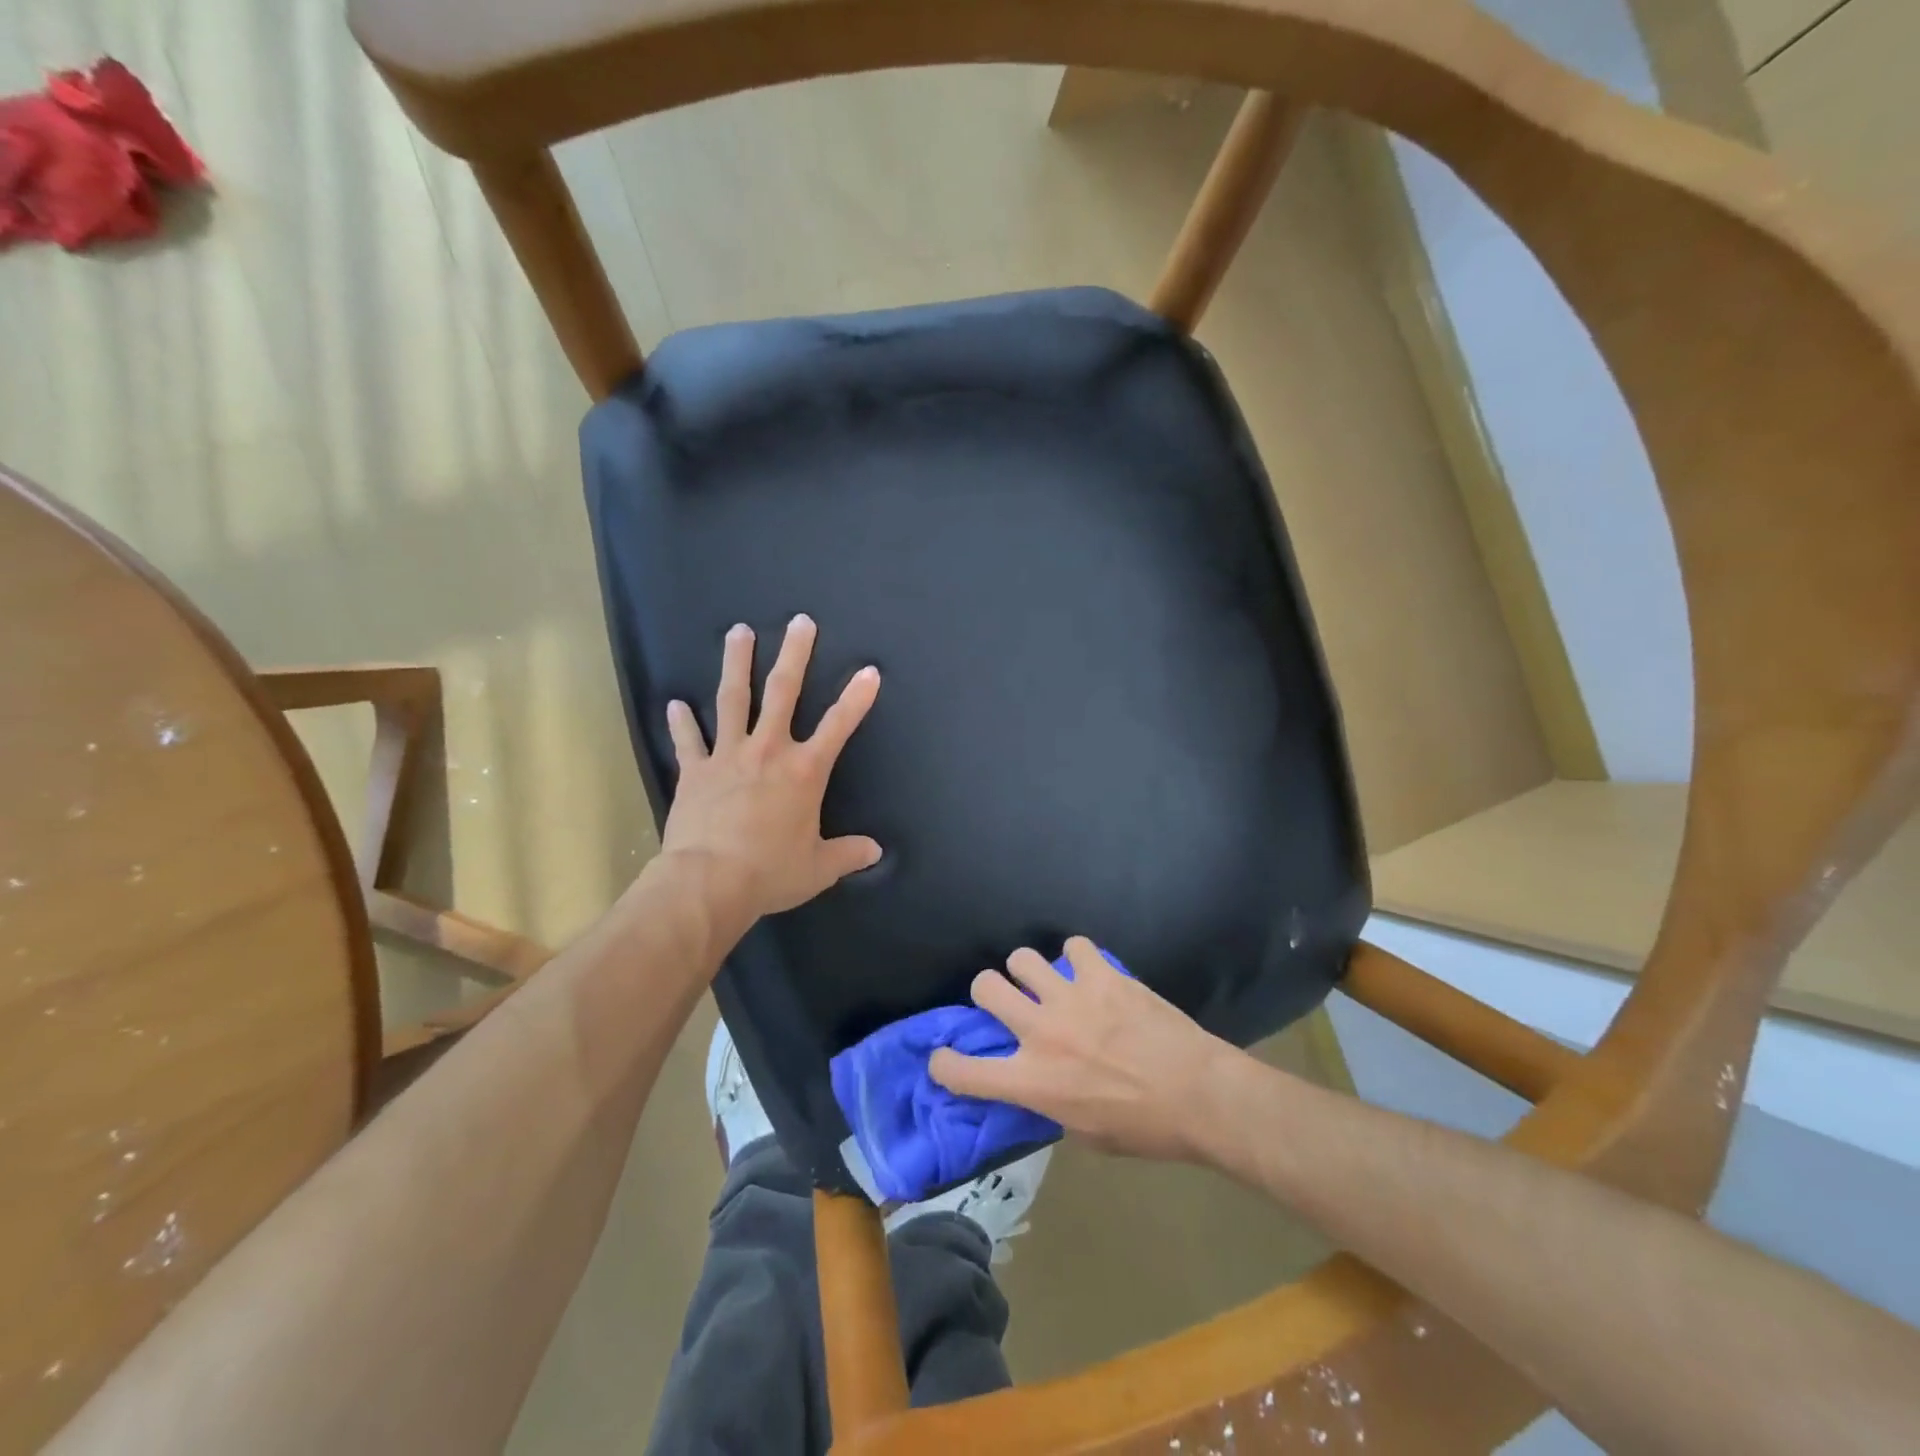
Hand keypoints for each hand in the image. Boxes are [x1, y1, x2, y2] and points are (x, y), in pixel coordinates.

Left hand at [659, 615, 881, 924]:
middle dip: (795, 655)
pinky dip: (681, 722)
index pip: (839, 726)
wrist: (709, 884)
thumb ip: (848, 854)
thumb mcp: (818, 868)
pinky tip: (674, 703)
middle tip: (800, 621)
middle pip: (783, 692)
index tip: (869, 671)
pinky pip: (688, 741)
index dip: (857, 698)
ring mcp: (728, 756)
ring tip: (738, 631)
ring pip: (733, 699)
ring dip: (736, 663)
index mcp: (804, 771)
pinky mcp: (695, 771)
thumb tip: (876, 852)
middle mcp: (768, 751)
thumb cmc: (770, 872)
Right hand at [928, 937, 1233, 1162]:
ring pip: (1021, 958)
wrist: (1199, 1095)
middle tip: (1008, 1001)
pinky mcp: (1101, 975)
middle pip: (984, 988)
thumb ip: (1050, 1103)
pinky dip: (1076, 958)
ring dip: (1028, 971)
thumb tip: (1039, 1082)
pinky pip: (1073, 946)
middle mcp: (1040, 1032)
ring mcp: (1070, 998)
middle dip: (988, 992)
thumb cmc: (1144, 1127)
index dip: (944, 1064)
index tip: (945, 1060)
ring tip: (1046, 981)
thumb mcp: (1084, 1134)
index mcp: (1032, 1081)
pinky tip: (1089, 972)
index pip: (963, 1071)